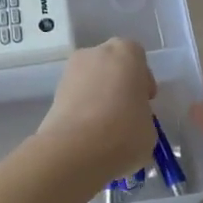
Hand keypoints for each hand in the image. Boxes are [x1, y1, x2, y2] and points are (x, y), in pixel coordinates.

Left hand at [36, 39, 159, 183]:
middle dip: (118, 85)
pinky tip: (88, 133)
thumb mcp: (149, 127)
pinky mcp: (53, 93)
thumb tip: (131, 120)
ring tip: (105, 128)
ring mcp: (70, 71)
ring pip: (91, 80)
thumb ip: (141, 114)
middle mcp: (96, 53)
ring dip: (98, 97)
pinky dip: (82, 109)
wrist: (75, 149)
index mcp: (126, 53)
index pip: (138, 59)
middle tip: (125, 113)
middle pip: (111, 65)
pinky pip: (76, 97)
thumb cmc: (124, 132)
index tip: (144, 102)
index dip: (142, 81)